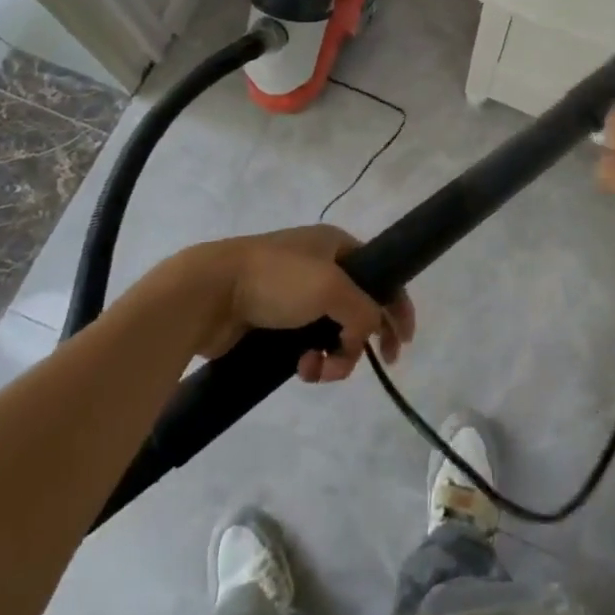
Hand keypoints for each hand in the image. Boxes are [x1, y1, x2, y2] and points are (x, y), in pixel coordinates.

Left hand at [161, 226, 415, 383]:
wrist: (210, 292)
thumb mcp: (332, 288)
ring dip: (335, 355)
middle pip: (359, 305)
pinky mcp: (274, 320)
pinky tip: (300, 369)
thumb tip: (367, 334)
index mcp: (336, 244)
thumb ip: (363, 311)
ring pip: (333, 330)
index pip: (381, 273)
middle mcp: (320, 265)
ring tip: (318, 369)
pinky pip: (307, 343)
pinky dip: (311, 360)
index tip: (403, 342)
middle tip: (372, 364)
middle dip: (363, 337)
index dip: (397, 304)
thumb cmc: (277, 280)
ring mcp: (295, 293)